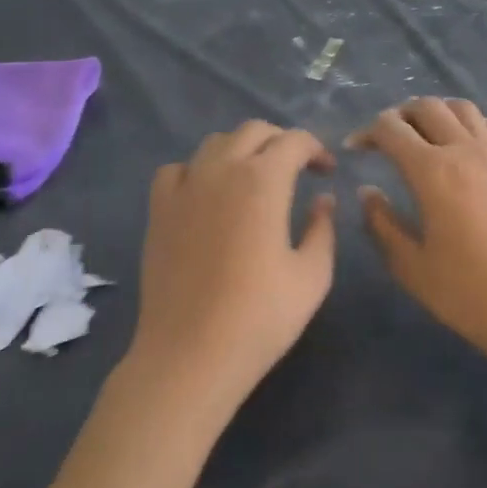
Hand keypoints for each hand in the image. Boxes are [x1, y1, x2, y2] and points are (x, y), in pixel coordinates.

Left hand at [128, 119, 336, 408]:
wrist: (190, 356)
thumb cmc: (260, 317)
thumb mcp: (312, 276)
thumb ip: (323, 228)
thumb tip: (323, 200)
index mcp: (264, 180)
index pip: (295, 141)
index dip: (317, 149)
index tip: (327, 172)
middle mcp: (223, 170)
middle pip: (254, 131)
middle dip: (281, 142)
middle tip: (297, 168)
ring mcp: (186, 187)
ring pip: (216, 143)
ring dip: (242, 150)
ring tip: (255, 177)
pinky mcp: (159, 210)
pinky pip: (177, 169)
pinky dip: (197, 170)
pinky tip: (207, 193)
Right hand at [350, 98, 486, 373]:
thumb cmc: (467, 293)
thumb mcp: (411, 266)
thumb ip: (382, 224)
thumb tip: (367, 191)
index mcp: (432, 172)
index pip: (391, 129)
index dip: (367, 132)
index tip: (354, 149)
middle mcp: (464, 151)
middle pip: (428, 107)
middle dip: (399, 114)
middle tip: (385, 138)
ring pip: (464, 108)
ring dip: (438, 111)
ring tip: (423, 132)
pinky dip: (477, 125)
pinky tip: (468, 142)